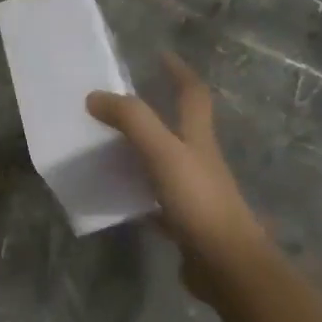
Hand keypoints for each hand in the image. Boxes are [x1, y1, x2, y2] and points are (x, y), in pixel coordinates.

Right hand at [87, 54, 267, 297]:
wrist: (227, 266)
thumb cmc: (198, 202)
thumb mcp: (163, 153)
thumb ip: (132, 121)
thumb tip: (95, 96)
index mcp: (197, 139)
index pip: (192, 95)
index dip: (179, 72)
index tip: (161, 55)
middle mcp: (198, 161)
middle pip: (178, 127)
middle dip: (154, 110)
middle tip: (117, 103)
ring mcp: (192, 193)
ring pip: (163, 162)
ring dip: (140, 150)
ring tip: (106, 145)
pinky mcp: (183, 222)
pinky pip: (154, 198)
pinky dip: (136, 191)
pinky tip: (115, 195)